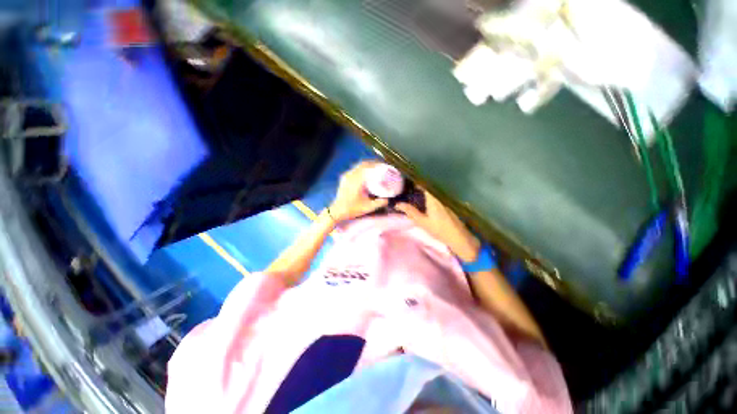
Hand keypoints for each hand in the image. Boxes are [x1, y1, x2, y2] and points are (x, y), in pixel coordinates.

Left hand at [329, 161, 388, 222]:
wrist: (337, 211)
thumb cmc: (352, 209)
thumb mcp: (368, 207)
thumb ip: (380, 203)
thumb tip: (388, 199)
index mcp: (357, 180)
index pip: (369, 167)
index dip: (377, 165)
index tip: (385, 166)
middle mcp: (351, 175)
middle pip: (364, 164)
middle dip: (374, 164)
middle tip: (382, 167)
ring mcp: (347, 176)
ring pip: (359, 166)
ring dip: (368, 165)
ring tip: (376, 168)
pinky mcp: (344, 178)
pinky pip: (355, 169)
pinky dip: (362, 169)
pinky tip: (367, 173)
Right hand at [396, 190, 479, 261]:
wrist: (458, 237)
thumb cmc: (439, 229)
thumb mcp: (422, 222)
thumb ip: (410, 212)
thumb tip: (398, 204)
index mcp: (433, 198)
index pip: (423, 184)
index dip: (415, 181)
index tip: (407, 182)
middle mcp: (440, 196)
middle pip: (428, 187)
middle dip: (418, 186)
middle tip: (408, 189)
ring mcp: (445, 199)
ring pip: (433, 191)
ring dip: (424, 191)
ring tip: (414, 194)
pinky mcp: (448, 204)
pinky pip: (437, 195)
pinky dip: (429, 196)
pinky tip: (425, 201)